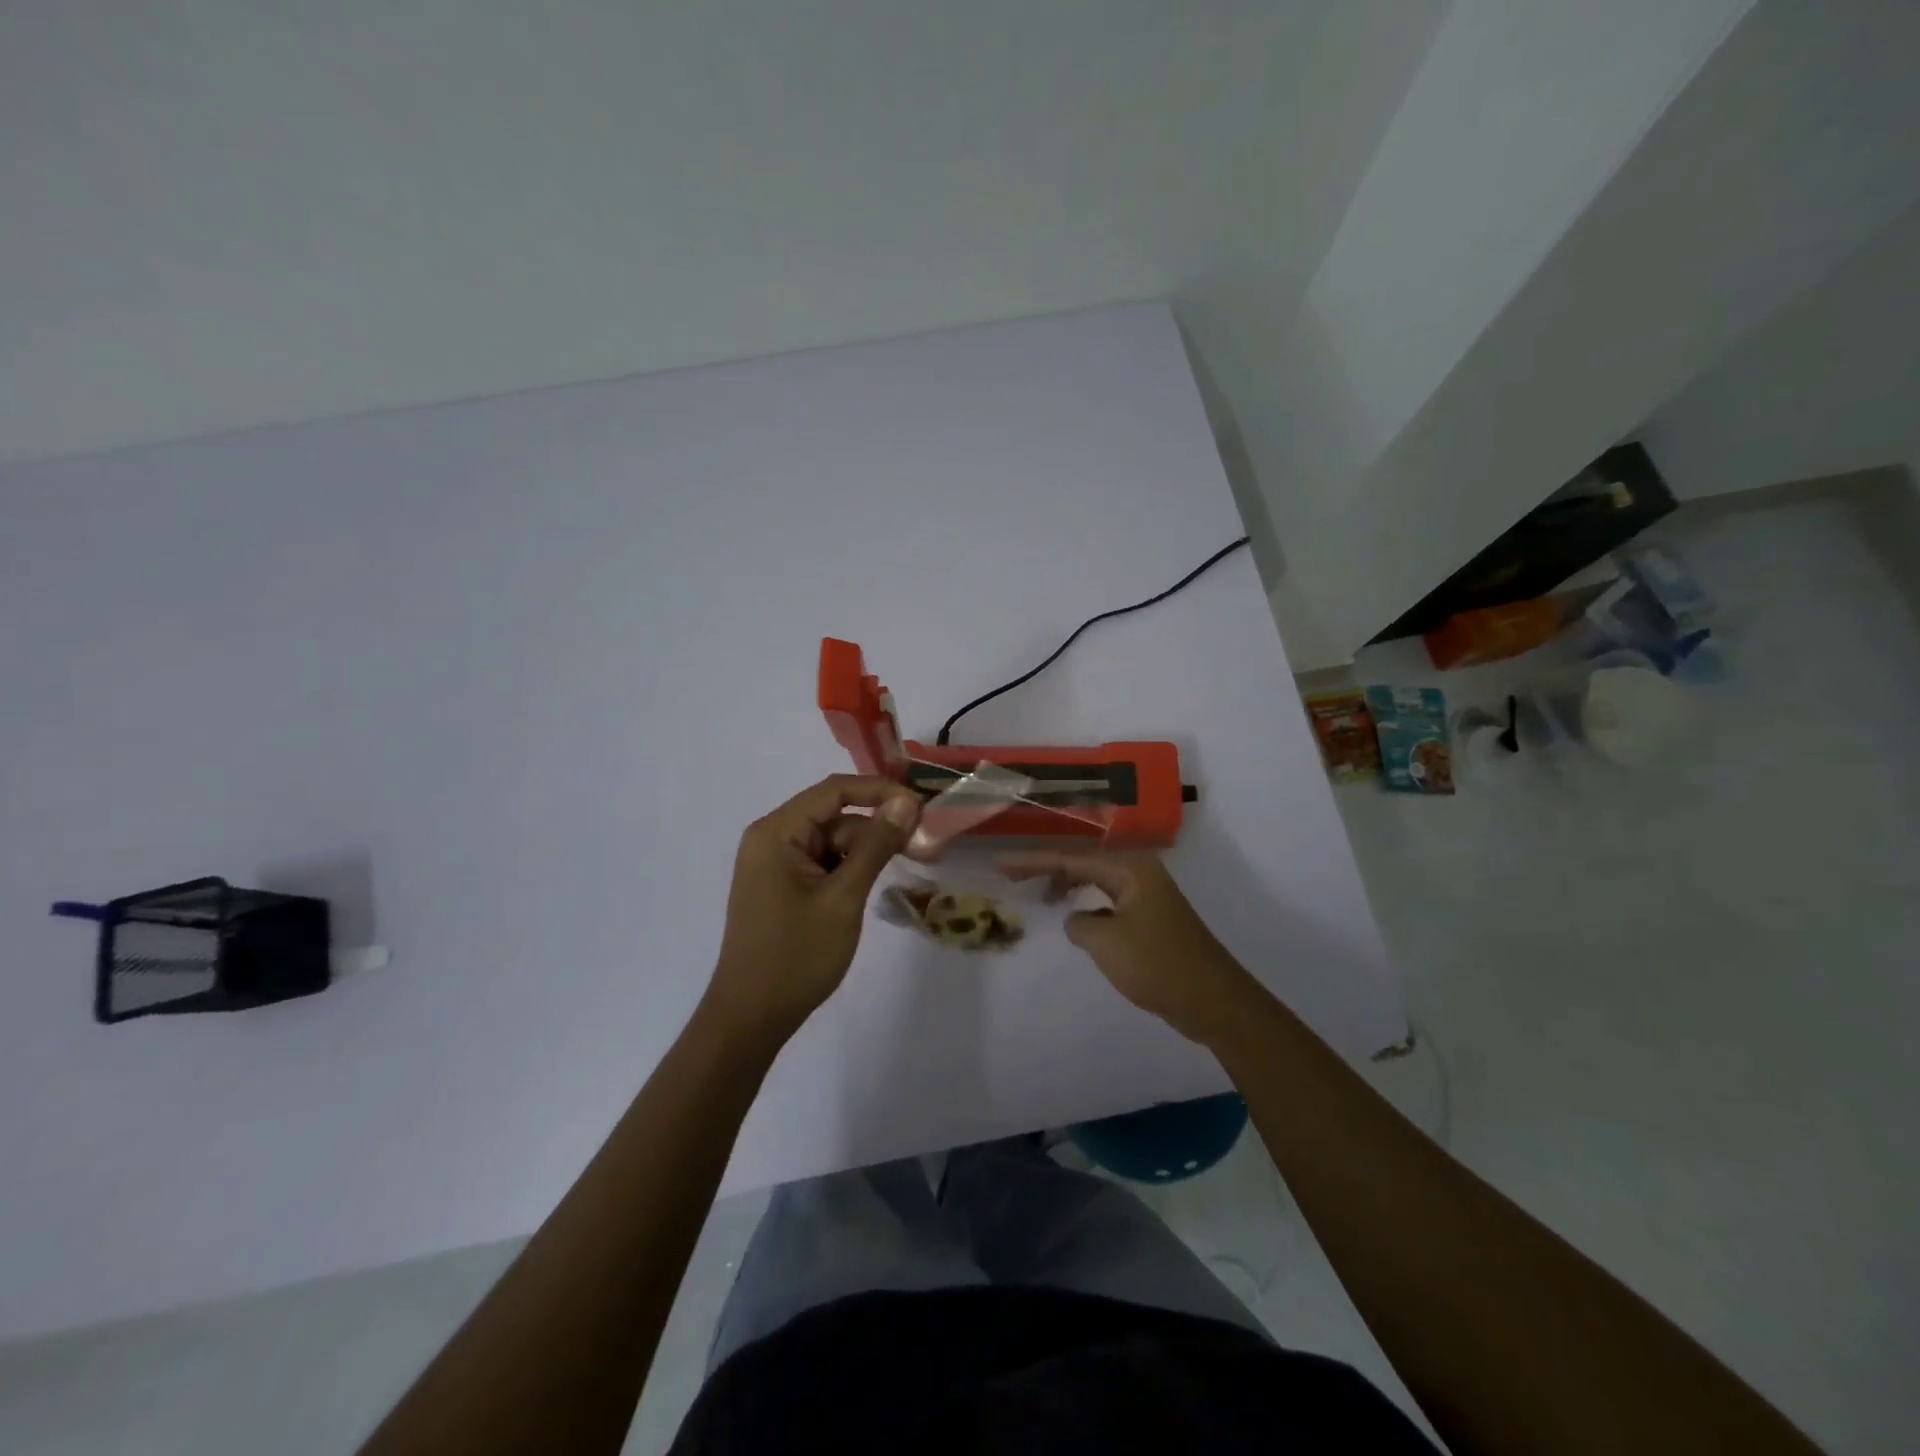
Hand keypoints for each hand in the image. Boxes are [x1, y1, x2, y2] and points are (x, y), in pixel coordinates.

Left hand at [706, 775, 920, 1045]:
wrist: (750, 1018)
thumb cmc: (796, 956)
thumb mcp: (843, 897)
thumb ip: (875, 845)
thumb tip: (906, 802)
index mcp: (777, 832)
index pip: (834, 790)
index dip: (880, 792)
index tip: (921, 807)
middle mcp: (771, 838)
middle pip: (834, 816)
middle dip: (877, 828)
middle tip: (922, 848)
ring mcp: (774, 863)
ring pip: (832, 840)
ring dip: (866, 851)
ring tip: (905, 868)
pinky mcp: (781, 885)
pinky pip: (822, 862)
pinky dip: (849, 869)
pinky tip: (871, 887)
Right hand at [998, 852, 1259, 1045]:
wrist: (1214, 1001)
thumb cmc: (1158, 965)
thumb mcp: (1106, 943)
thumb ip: (1079, 923)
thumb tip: (1077, 919)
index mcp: (1130, 870)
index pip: (1071, 859)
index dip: (1033, 861)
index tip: (1001, 864)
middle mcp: (1141, 874)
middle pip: (1084, 864)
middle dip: (1048, 869)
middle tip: (1013, 876)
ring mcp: (1150, 896)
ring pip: (1098, 882)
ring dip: (1069, 886)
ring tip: (1041, 896)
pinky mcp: (1154, 919)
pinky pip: (1111, 901)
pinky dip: (1089, 905)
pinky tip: (1078, 921)